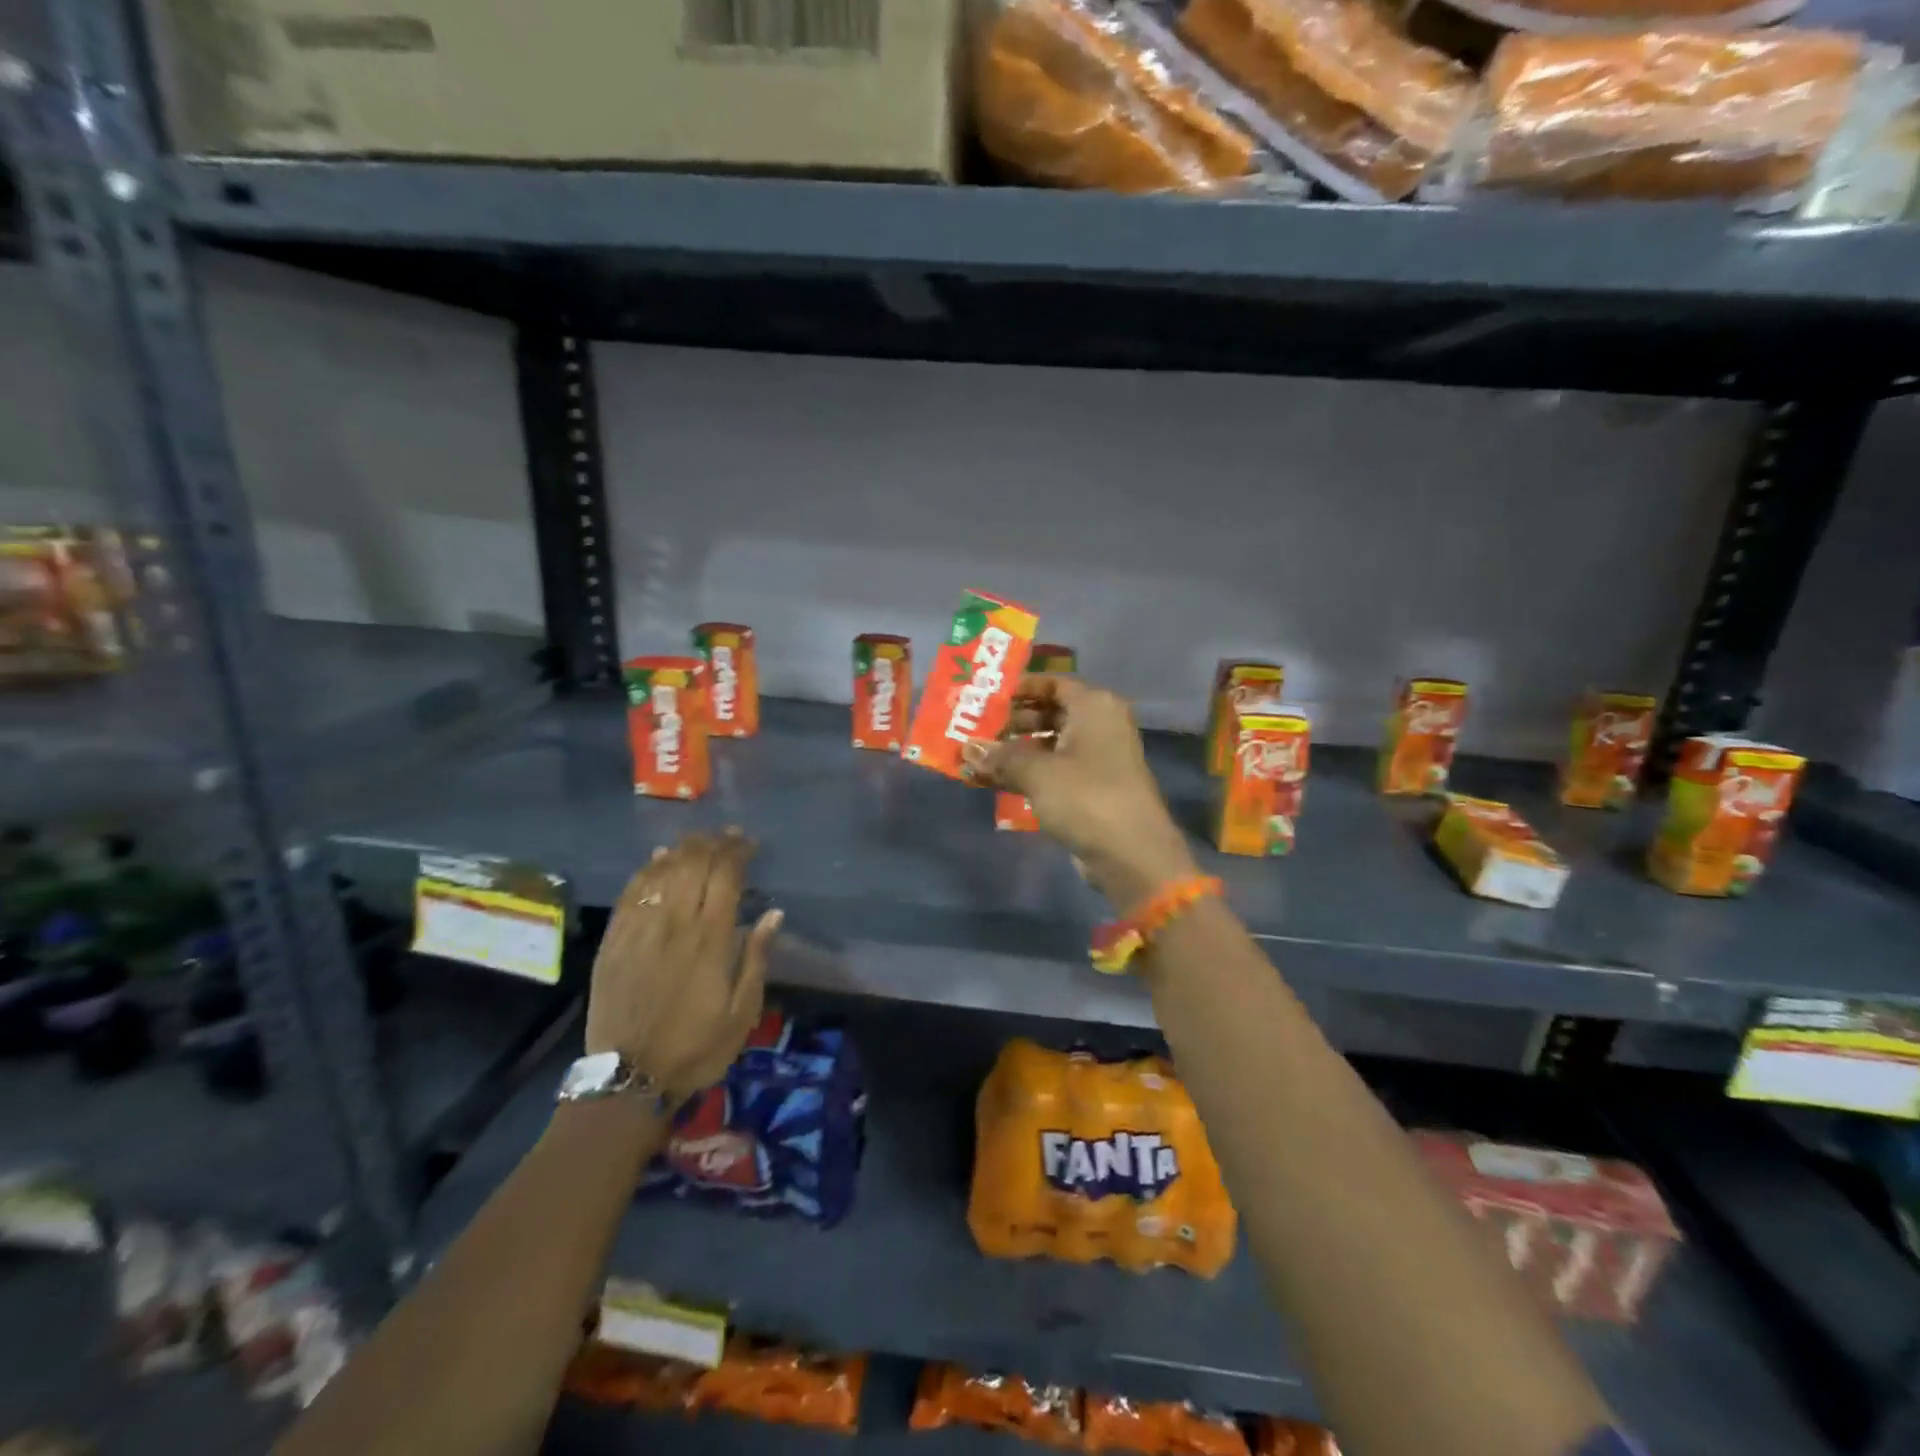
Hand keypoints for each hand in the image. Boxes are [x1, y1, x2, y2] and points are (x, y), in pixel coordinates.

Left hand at [585, 830, 781, 1103]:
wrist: (628, 1078)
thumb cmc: (695, 1047)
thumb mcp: (742, 1012)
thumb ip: (756, 958)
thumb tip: (773, 913)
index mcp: (711, 939)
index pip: (726, 876)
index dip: (737, 852)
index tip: (748, 842)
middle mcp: (675, 924)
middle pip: (693, 865)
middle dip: (712, 844)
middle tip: (725, 836)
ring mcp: (640, 930)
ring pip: (662, 873)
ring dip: (682, 850)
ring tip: (697, 841)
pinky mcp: (614, 941)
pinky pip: (631, 893)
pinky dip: (647, 870)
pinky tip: (657, 860)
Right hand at [966, 675, 1197, 908]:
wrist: (1131, 854)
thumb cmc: (1085, 796)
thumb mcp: (1037, 772)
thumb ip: (1000, 757)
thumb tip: (966, 748)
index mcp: (1094, 706)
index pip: (1052, 683)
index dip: (1019, 688)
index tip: (986, 697)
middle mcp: (1099, 726)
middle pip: (1049, 713)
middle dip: (1011, 722)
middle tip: (973, 730)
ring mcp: (1098, 759)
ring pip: (1049, 745)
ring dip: (1014, 752)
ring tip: (975, 758)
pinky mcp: (1092, 789)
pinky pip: (1054, 771)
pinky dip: (1027, 774)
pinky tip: (993, 782)